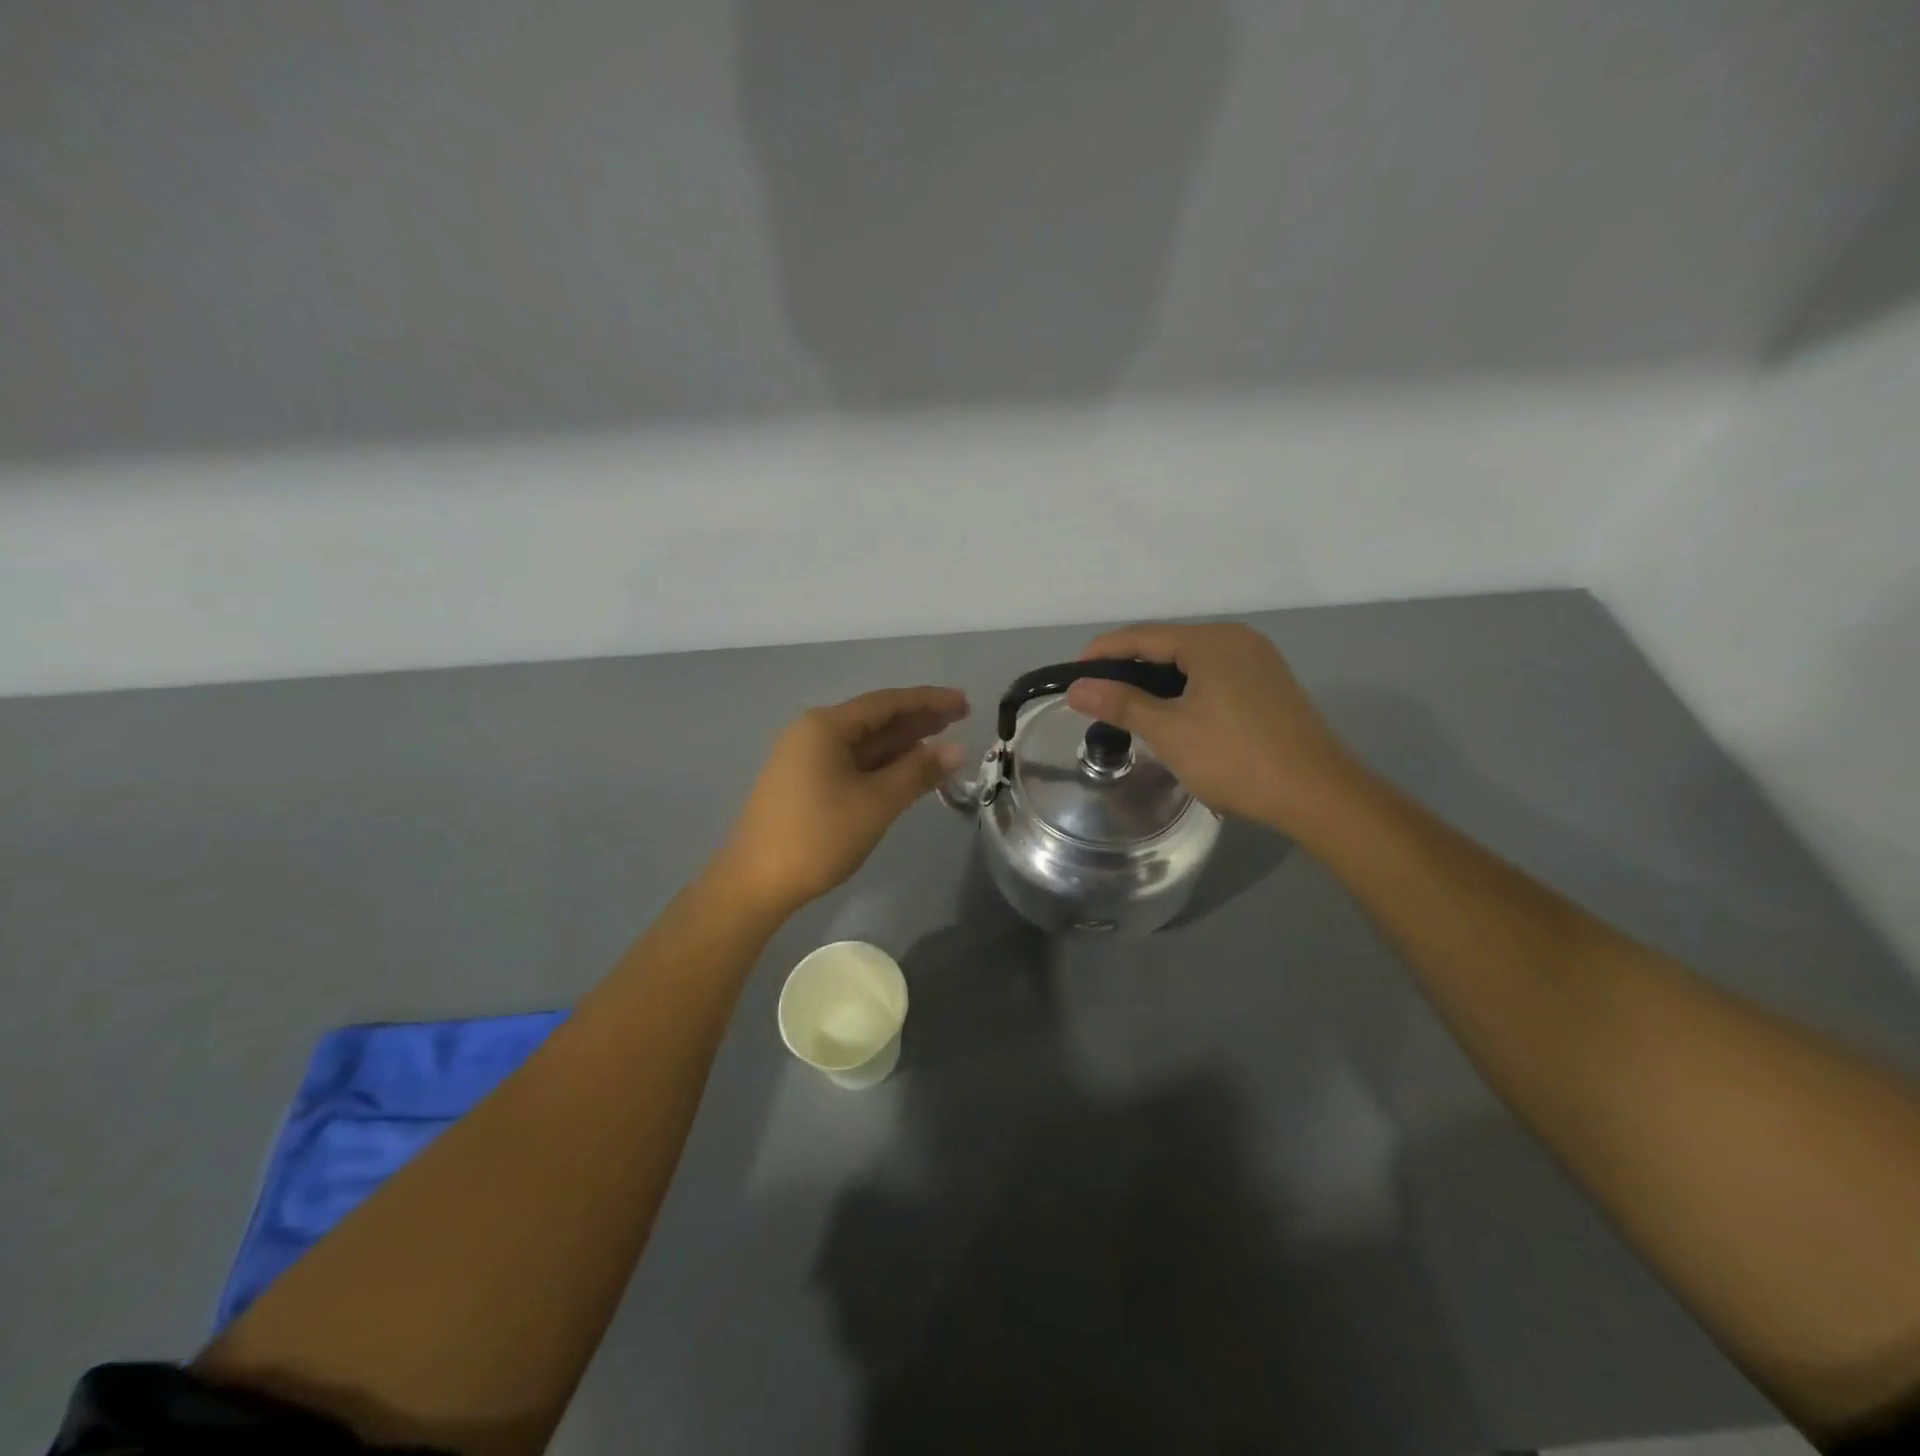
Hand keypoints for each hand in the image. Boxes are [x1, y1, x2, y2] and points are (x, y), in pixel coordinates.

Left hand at [717, 686, 968, 915]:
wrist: (755, 883)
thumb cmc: (818, 837)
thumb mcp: (876, 803)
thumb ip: (918, 772)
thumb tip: (958, 749)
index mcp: (825, 726)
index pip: (887, 703)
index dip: (929, 701)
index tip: (965, 703)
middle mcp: (813, 733)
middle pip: (874, 719)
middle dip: (918, 719)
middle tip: (961, 719)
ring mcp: (806, 759)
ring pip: (864, 743)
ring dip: (902, 742)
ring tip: (943, 741)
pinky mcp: (805, 783)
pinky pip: (852, 762)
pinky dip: (882, 763)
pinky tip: (906, 769)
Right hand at [1064, 622, 1354, 831]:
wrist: (1317, 795)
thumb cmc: (1236, 759)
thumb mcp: (1169, 732)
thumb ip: (1121, 703)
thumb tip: (1076, 688)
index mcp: (1211, 641)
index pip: (1142, 635)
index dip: (1103, 652)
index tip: (1073, 676)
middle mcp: (1236, 639)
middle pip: (1167, 645)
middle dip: (1128, 668)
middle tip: (1097, 698)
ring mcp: (1258, 661)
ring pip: (1191, 663)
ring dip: (1156, 682)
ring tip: (1128, 710)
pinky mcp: (1269, 685)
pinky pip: (1213, 676)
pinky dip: (1184, 690)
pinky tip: (1173, 716)